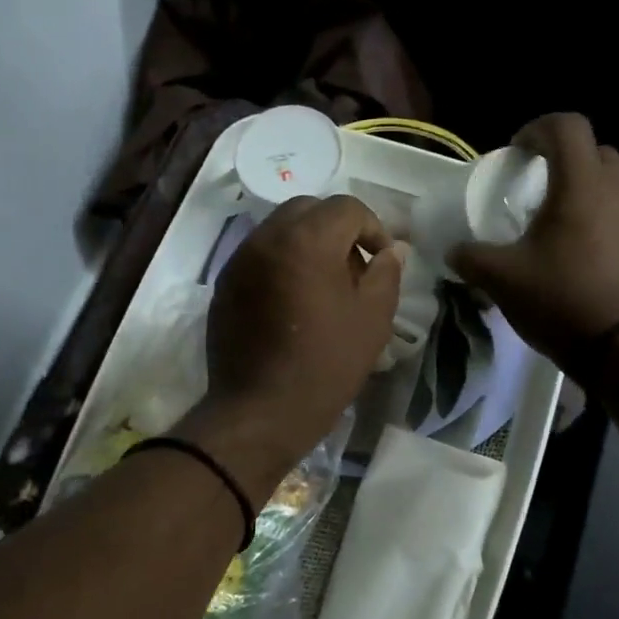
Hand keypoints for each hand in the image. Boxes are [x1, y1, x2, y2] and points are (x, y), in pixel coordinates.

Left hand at [183, 195, 402, 487]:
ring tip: (323, 285)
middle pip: (308, 209)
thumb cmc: (326, 365)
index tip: (381, 261)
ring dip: (307, 243)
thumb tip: (392, 250)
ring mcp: (240, 260)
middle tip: (353, 267)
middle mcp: (267, 238)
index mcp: (307, 240)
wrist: (261, 411)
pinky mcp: (225, 284)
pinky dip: (282, 262)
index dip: (373, 228)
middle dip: (337, 229)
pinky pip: (259, 255)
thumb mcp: (372, 319)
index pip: (347, 207)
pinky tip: (293, 302)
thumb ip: (386, 273)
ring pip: (280, 229)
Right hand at [450, 114, 618, 371]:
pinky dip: (605, 225)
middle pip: (597, 152)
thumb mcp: (503, 280)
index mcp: (581, 185)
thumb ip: (472, 258)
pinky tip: (585, 261)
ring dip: (588, 195)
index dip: (538, 129)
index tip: (518, 152)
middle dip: (566, 160)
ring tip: (560, 230)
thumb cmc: (563, 300)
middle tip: (540, 189)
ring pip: (615, 187)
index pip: (567, 126)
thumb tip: (454, 251)